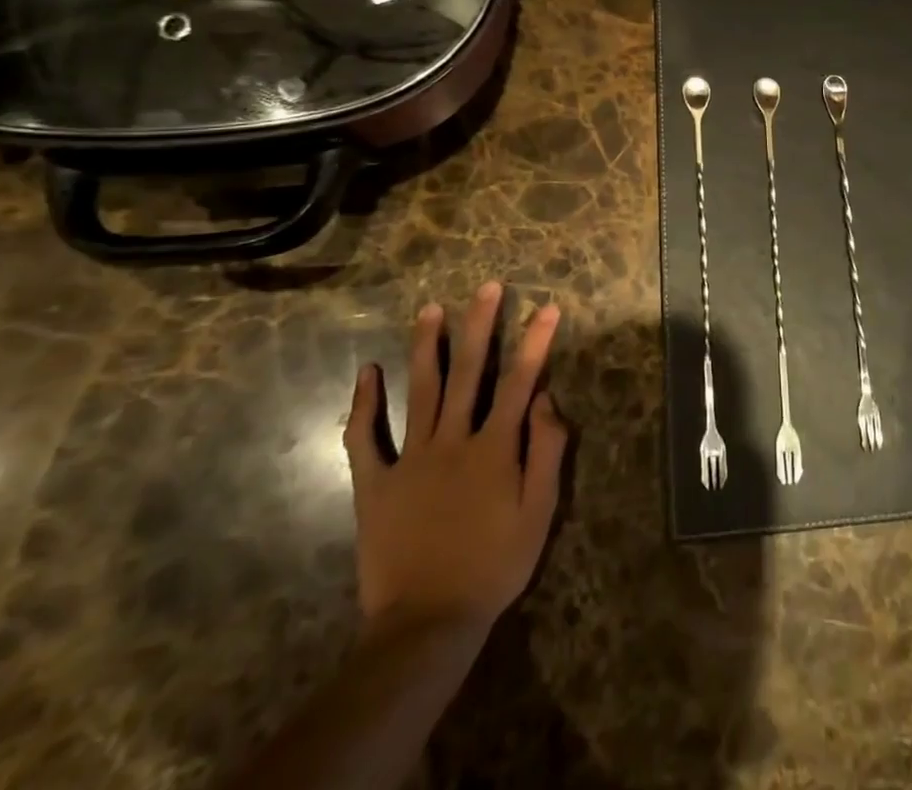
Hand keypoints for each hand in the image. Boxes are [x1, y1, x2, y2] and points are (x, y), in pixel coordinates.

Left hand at [343, 282, 566, 637]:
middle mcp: (453, 440)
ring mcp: (410, 459)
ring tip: (431, 309)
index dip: (535, 342)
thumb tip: (546, 398)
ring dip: (427, 346)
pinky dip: (364, 404)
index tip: (546, 307)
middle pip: (469, 372)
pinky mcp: (375, 484)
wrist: (427, 624)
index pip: (519, 381)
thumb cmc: (494, 566)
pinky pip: (365, 439)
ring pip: (420, 390)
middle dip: (480, 325)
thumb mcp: (539, 513)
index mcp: (494, 447)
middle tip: (487, 287)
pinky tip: (367, 371)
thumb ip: (547, 451)